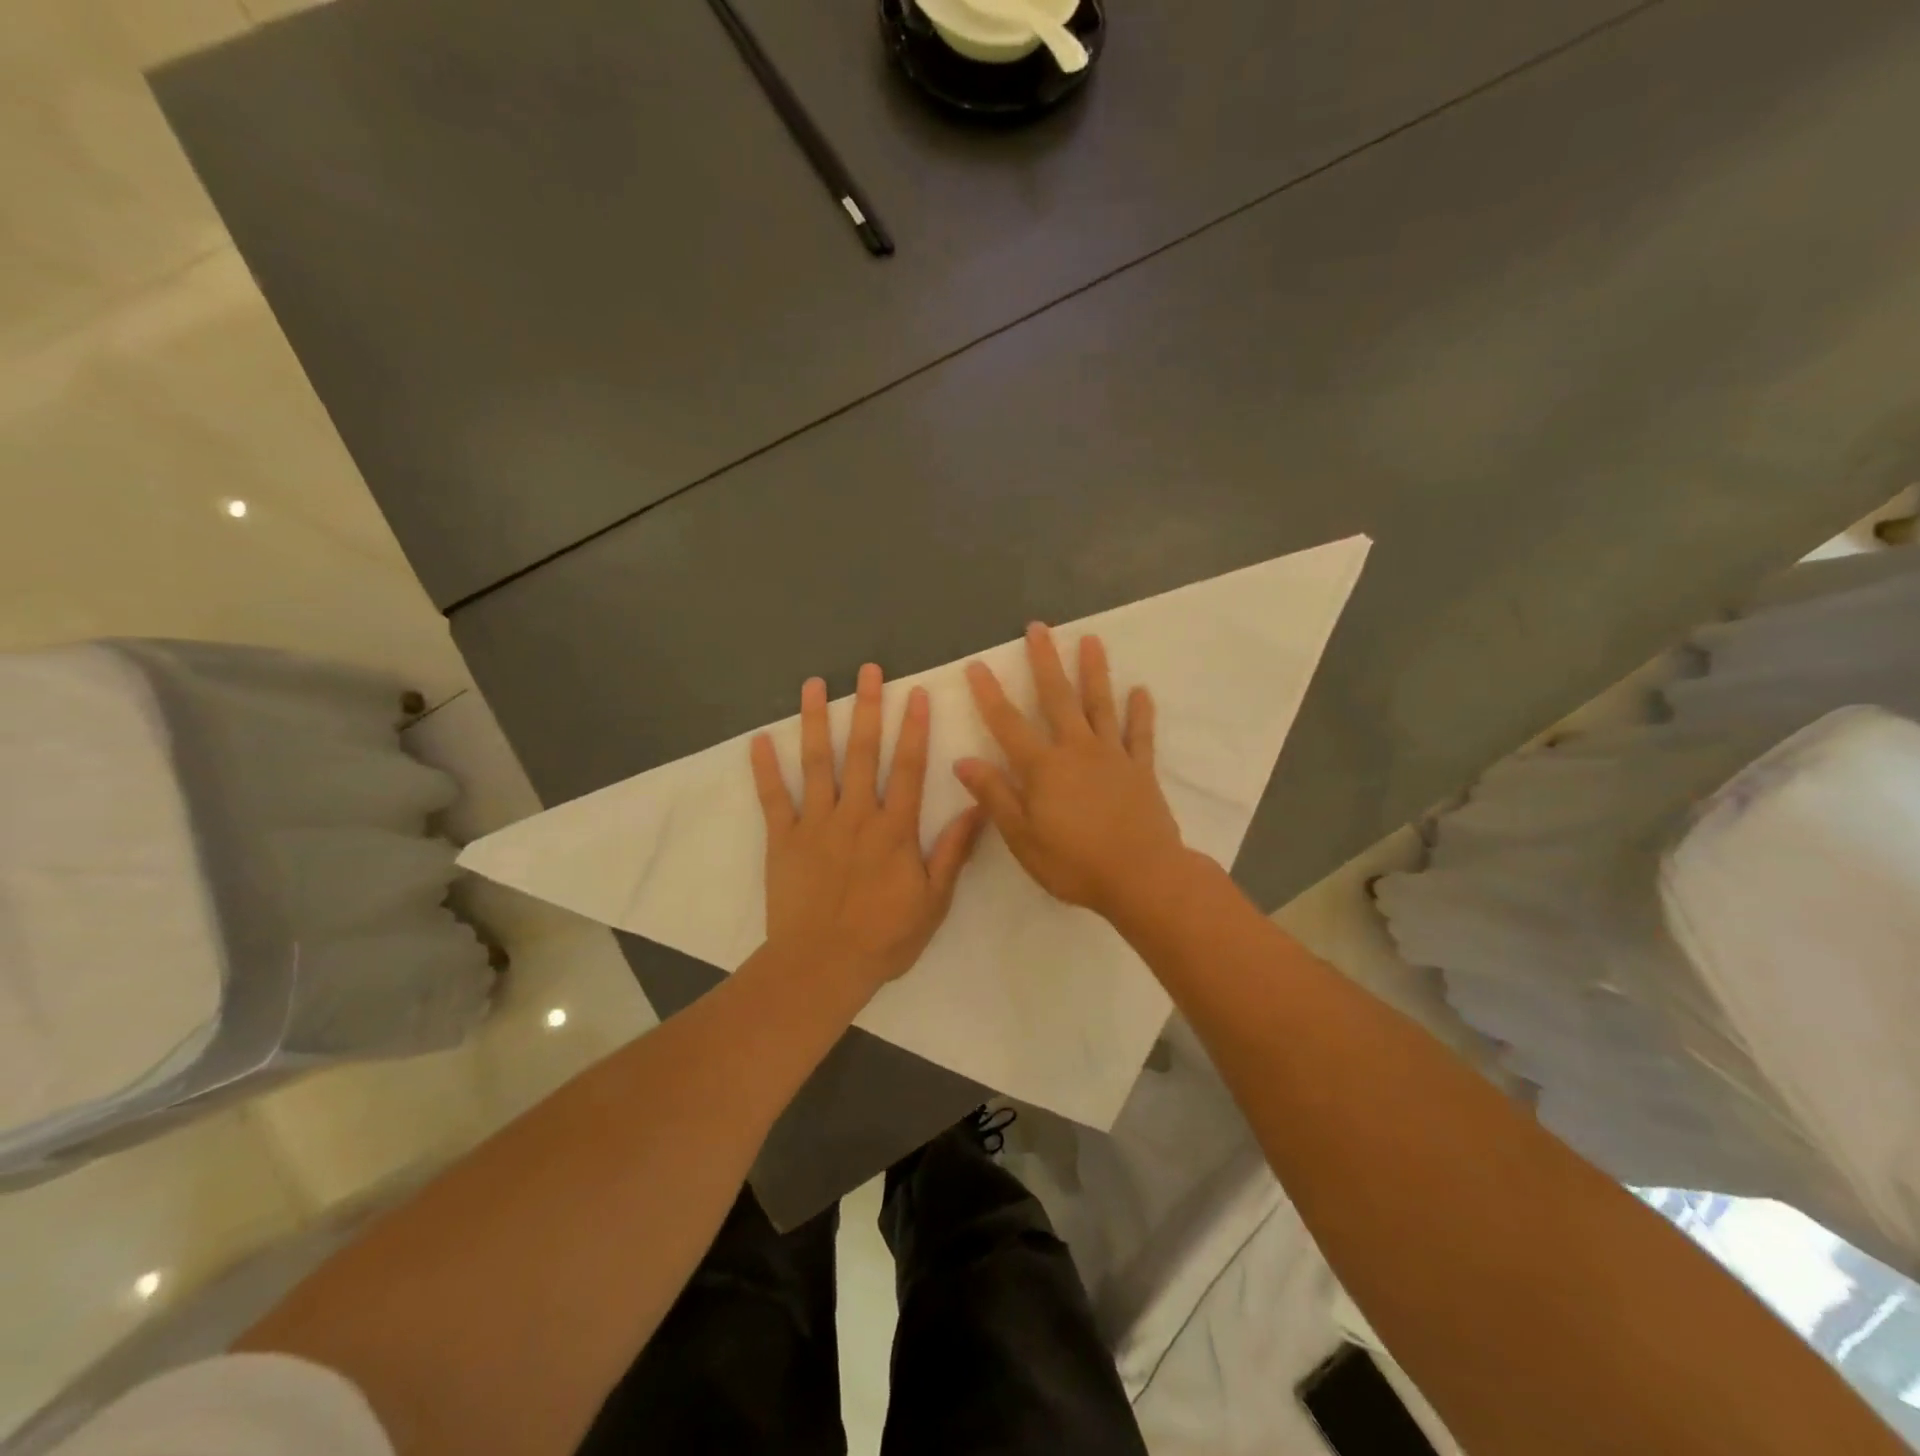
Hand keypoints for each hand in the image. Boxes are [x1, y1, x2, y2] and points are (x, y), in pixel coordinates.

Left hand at [752, 663, 985, 996]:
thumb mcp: (934, 901)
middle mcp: (855, 815)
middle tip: (868, 670)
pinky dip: (765, 769)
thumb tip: (976, 807)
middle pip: (862, 752)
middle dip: (867, 708)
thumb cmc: (884, 937)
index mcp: (894, 829)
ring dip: (815, 721)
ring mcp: (815, 824)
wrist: (822, 966)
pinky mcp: (783, 839)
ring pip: (816, 763)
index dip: (914, 729)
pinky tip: (758, 740)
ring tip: (814, 685)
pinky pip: (773, 798)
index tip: (916, 694)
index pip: (908, 768)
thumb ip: (953, 851)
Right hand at [956, 624, 1186, 920]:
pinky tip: (1140, 691)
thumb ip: (995, 796)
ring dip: (1094, 671)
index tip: (977, 665)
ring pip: (1101, 705)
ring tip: (1090, 639)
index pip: (1007, 724)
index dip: (989, 694)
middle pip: (1058, 698)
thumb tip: (964, 760)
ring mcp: (1112, 756)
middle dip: (1045, 661)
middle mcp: (1077, 750)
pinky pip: (1140, 735)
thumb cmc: (1074, 863)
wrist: (1142, 877)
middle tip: (1038, 628)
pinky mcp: (1140, 770)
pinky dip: (1140, 712)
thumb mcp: (1022, 837)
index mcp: (1043, 767)